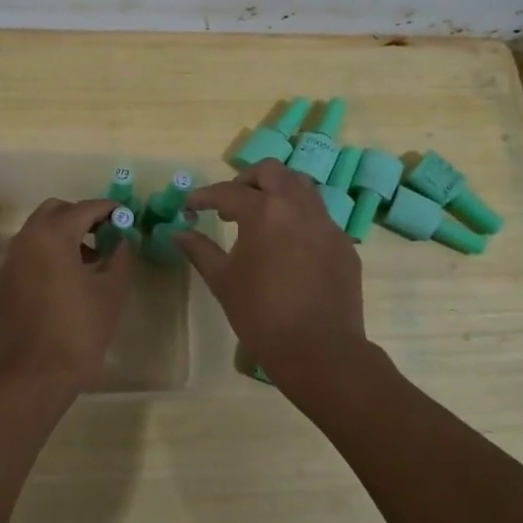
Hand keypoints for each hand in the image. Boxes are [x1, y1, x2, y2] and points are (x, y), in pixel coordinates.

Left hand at [0, 198, 133, 395]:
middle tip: (105, 234)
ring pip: (38, 231)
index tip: (125, 216)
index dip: (108, 209)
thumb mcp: (112, 292)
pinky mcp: (2, 281)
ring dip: (63, 234)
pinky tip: (64, 280)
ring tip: (89, 260)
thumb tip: (123, 240)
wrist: (34, 374)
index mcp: (53, 235)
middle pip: (55, 211)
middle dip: (81, 216)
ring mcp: (9, 260)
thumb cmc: (79, 330)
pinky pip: (27, 253)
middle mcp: (26, 239)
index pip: (84, 208)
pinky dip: (46, 254)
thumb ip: (121, 257)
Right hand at [176, 161, 368, 385]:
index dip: (204, 197)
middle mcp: (298, 207)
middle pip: (271, 172)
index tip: (190, 207)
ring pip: (301, 187)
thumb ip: (199, 250)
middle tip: (230, 206)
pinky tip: (288, 246)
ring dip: (277, 192)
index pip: (228, 192)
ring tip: (261, 219)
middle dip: (246, 181)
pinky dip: (299, 218)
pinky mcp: (344, 244)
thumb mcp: (223, 281)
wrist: (319, 351)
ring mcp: (326, 224)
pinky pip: (319, 216)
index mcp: (265, 212)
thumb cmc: (261, 316)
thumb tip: (177, 232)